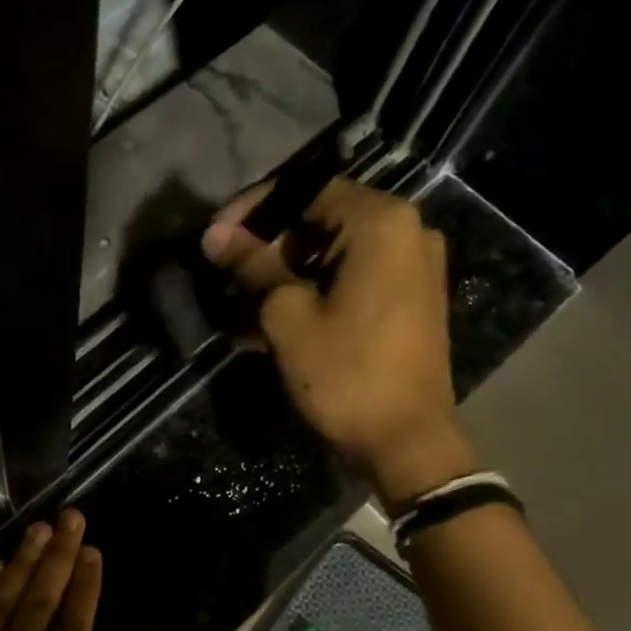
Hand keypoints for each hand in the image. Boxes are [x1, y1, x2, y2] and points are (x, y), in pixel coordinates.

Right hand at [202, 178, 473, 501]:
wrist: (406, 439)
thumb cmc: (345, 373)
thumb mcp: (288, 316)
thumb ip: (253, 266)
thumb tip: (215, 235)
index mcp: (381, 223)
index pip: (306, 191)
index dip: (254, 210)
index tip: (216, 236)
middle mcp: (408, 231)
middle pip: (323, 220)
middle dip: (271, 244)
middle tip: (227, 270)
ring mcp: (415, 266)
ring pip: (336, 252)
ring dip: (288, 270)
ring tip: (243, 298)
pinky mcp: (411, 299)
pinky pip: (355, 277)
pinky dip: (317, 288)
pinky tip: (277, 314)